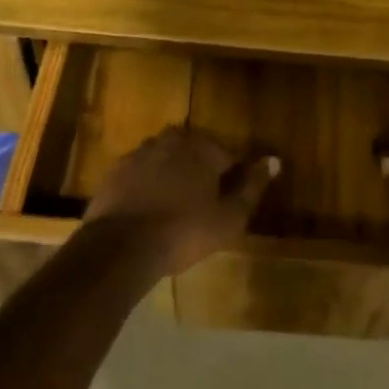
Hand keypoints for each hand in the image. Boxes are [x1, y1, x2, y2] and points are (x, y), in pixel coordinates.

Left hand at [85, 127, 279, 278]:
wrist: (121, 247)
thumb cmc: (184, 231)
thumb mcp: (229, 216)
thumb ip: (253, 186)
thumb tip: (274, 160)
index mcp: (201, 147)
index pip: (226, 155)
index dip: (230, 179)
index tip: (227, 202)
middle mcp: (170, 141)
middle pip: (193, 152)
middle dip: (200, 171)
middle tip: (201, 203)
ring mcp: (139, 154)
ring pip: (164, 159)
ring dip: (171, 175)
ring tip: (174, 206)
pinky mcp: (114, 172)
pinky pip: (139, 173)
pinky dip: (146, 185)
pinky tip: (147, 209)